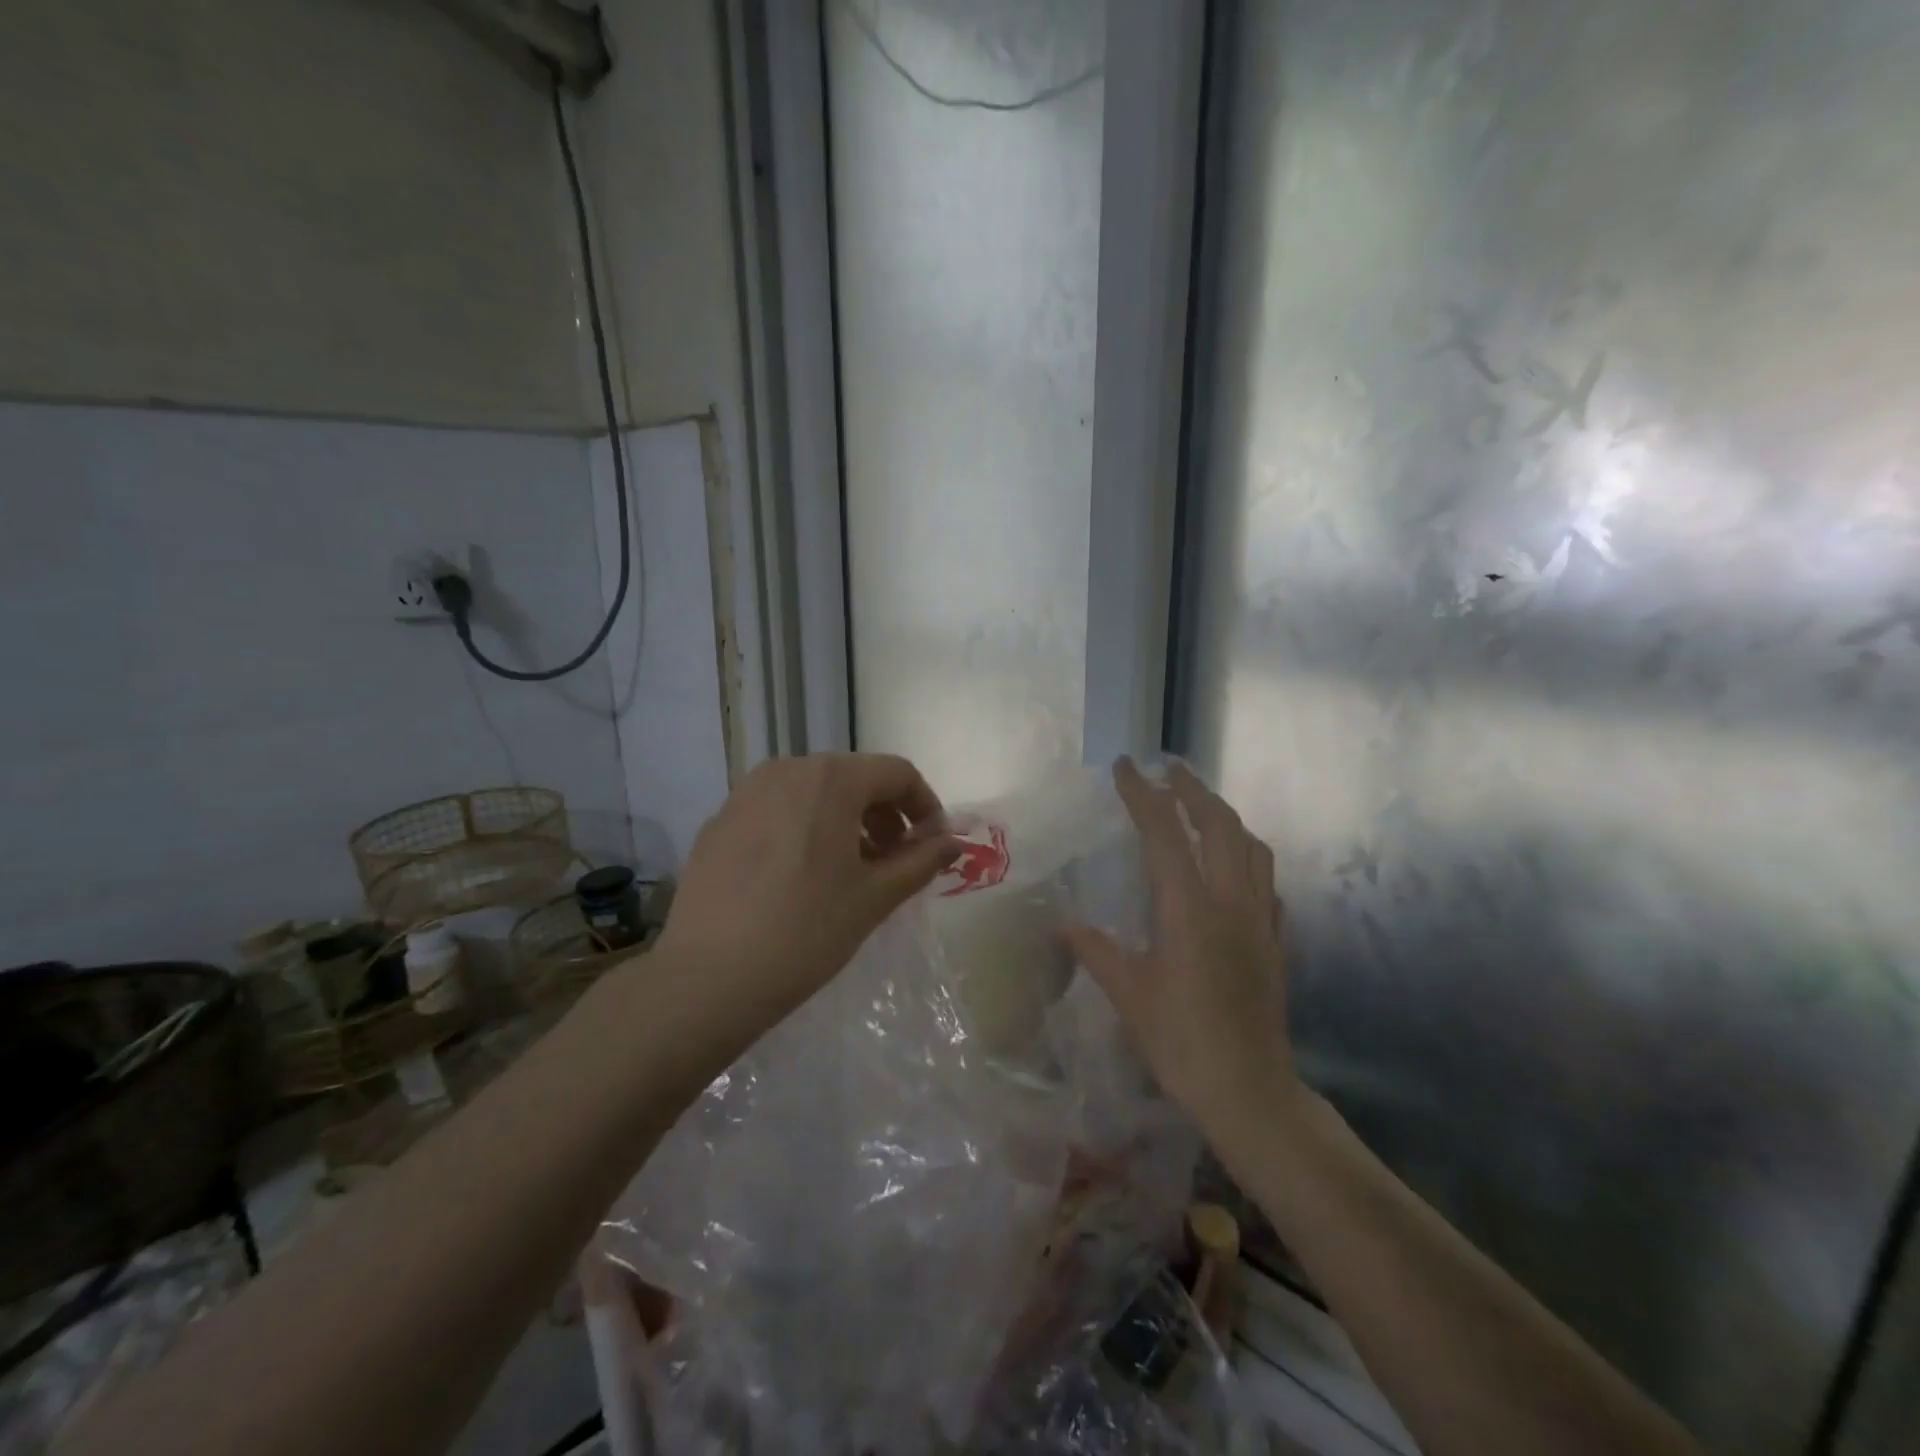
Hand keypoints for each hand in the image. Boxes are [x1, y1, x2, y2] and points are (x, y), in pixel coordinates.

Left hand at [655, 753, 958, 1025]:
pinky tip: (800, 878)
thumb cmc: (806, 932)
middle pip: (854, 778)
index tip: (933, 845)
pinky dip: (804, 829)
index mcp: (830, 778)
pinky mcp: (718, 821)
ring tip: (850, 871)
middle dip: (885, 814)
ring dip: (845, 821)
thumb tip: (953, 842)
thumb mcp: (875, 897)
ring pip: (813, 792)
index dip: (925, 805)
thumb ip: (922, 860)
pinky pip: (777, 810)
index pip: (897, 773)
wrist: (707, 979)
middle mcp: (787, 770)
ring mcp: (745, 793)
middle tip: (894, 862)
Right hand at [1063, 759, 1295, 1140]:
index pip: (1165, 832)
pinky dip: (1247, 857)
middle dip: (1193, 790)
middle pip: (1220, 825)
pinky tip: (1232, 867)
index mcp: (1189, 908)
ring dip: (1225, 817)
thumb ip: (1096, 950)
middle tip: (1170, 770)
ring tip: (1200, 808)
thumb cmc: (1181, 1042)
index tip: (1125, 767)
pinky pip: (1266, 881)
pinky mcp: (1275, 941)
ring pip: (1251, 847)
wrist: (1249, 1090)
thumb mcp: (1129, 994)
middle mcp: (1230, 901)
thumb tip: (1063, 924)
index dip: (1143, 794)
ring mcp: (1260, 919)